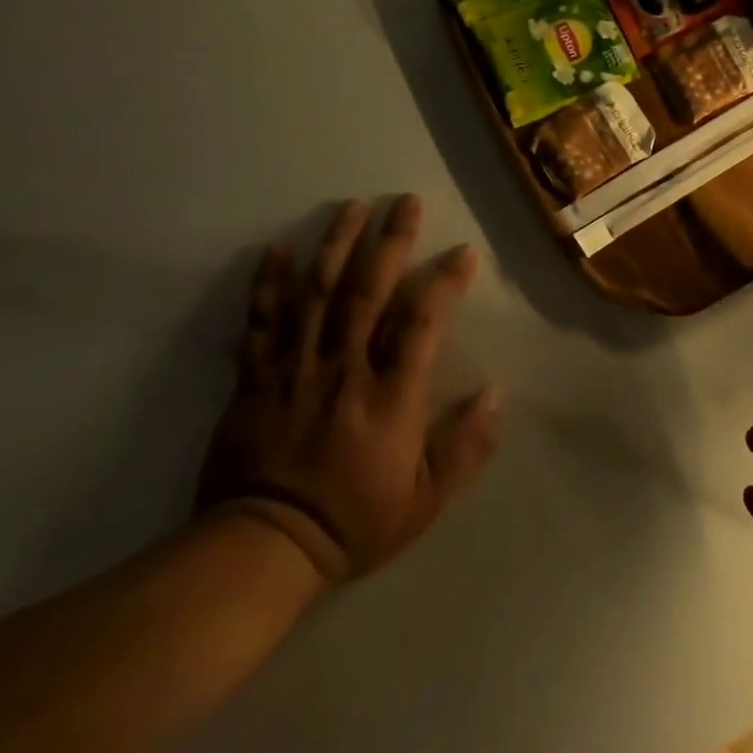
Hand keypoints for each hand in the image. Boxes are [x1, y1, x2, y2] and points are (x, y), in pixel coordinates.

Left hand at [197, 195, 501, 584]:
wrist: (262, 549)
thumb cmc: (355, 520)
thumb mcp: (427, 498)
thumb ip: (466, 445)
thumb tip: (496, 393)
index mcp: (391, 394)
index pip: (422, 321)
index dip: (444, 281)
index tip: (463, 253)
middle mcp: (345, 368)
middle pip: (368, 291)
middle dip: (390, 241)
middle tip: (405, 202)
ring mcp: (296, 368)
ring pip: (317, 293)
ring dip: (336, 245)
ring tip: (352, 207)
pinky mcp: (256, 378)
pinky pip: (261, 321)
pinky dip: (267, 283)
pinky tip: (277, 247)